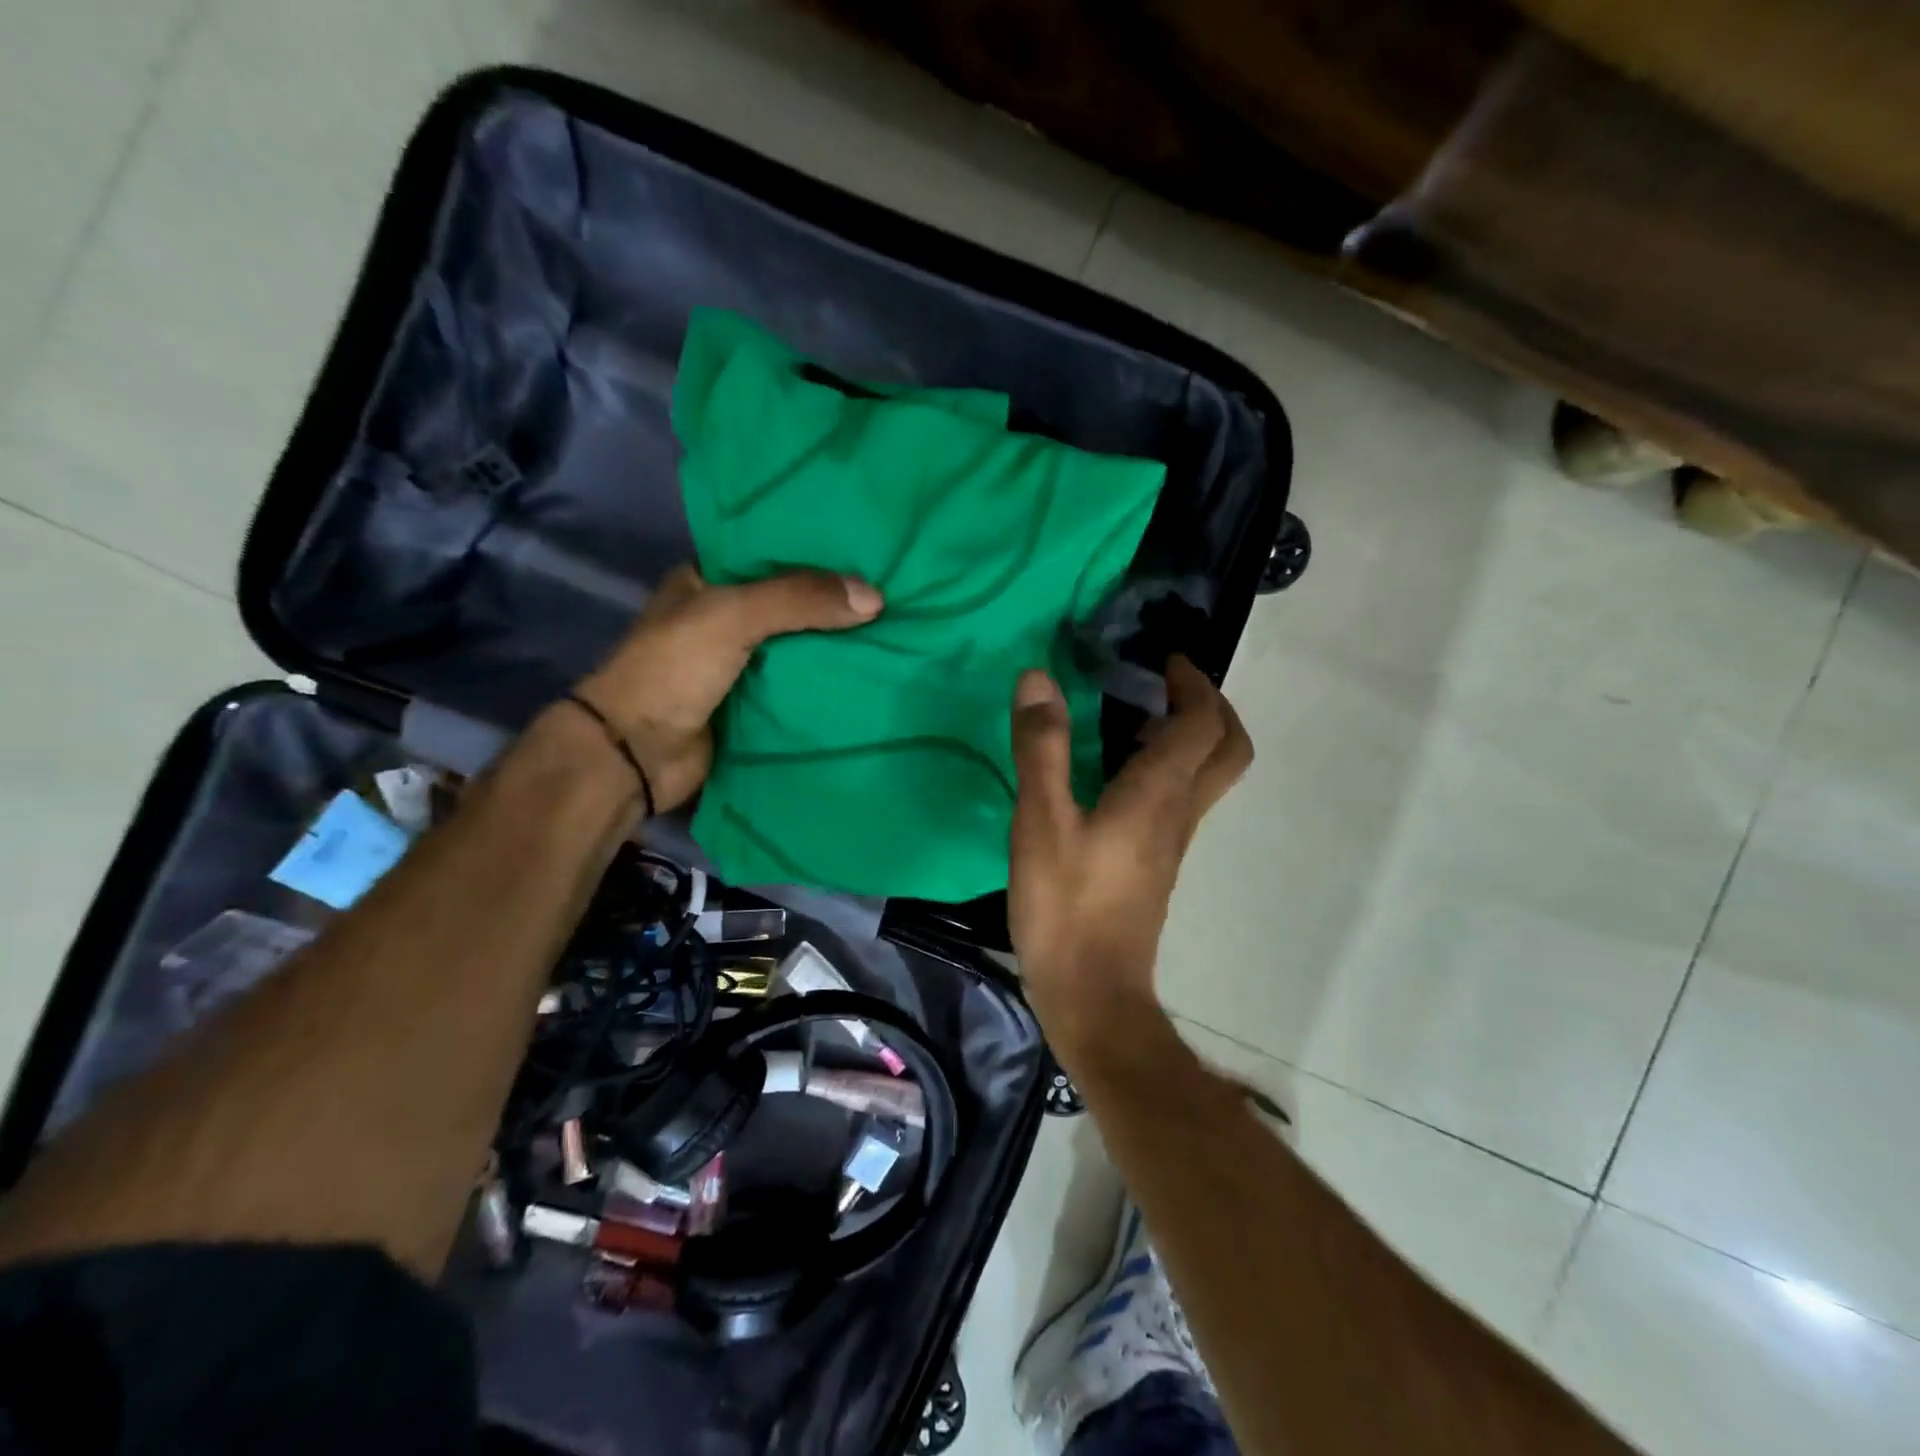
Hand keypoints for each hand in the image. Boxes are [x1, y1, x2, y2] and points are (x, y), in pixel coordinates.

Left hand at [574, 564, 882, 812]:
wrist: (638, 754)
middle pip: (791, 603)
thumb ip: (800, 599)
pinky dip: (828, 683)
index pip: (769, 553)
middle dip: (835, 602)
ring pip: (799, 646)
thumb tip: (875, 598)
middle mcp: (722, 618)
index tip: (867, 551)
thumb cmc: (673, 670)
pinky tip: (870, 675)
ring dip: (836, 645)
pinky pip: (799, 686)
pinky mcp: (752, 704)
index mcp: (705, 581)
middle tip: (893, 593)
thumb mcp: (733, 616)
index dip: (815, 551)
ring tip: (895, 630)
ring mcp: (738, 664)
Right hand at [1007, 655, 1252, 1055]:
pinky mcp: (1157, 863)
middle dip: (1210, 706)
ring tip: (1137, 717)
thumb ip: (1041, 748)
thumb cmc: (1065, 906)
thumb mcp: (1041, 822)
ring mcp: (1173, 842)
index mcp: (1158, 794)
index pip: (1202, 723)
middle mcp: (1179, 812)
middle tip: (1168, 683)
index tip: (1164, 658)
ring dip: (1190, 735)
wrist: (1092, 992)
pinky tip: (1117, 772)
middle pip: (1227, 749)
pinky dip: (1167, 767)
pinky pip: (1180, 798)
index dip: (1192, 683)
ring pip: (1207, 775)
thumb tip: (1039, 678)